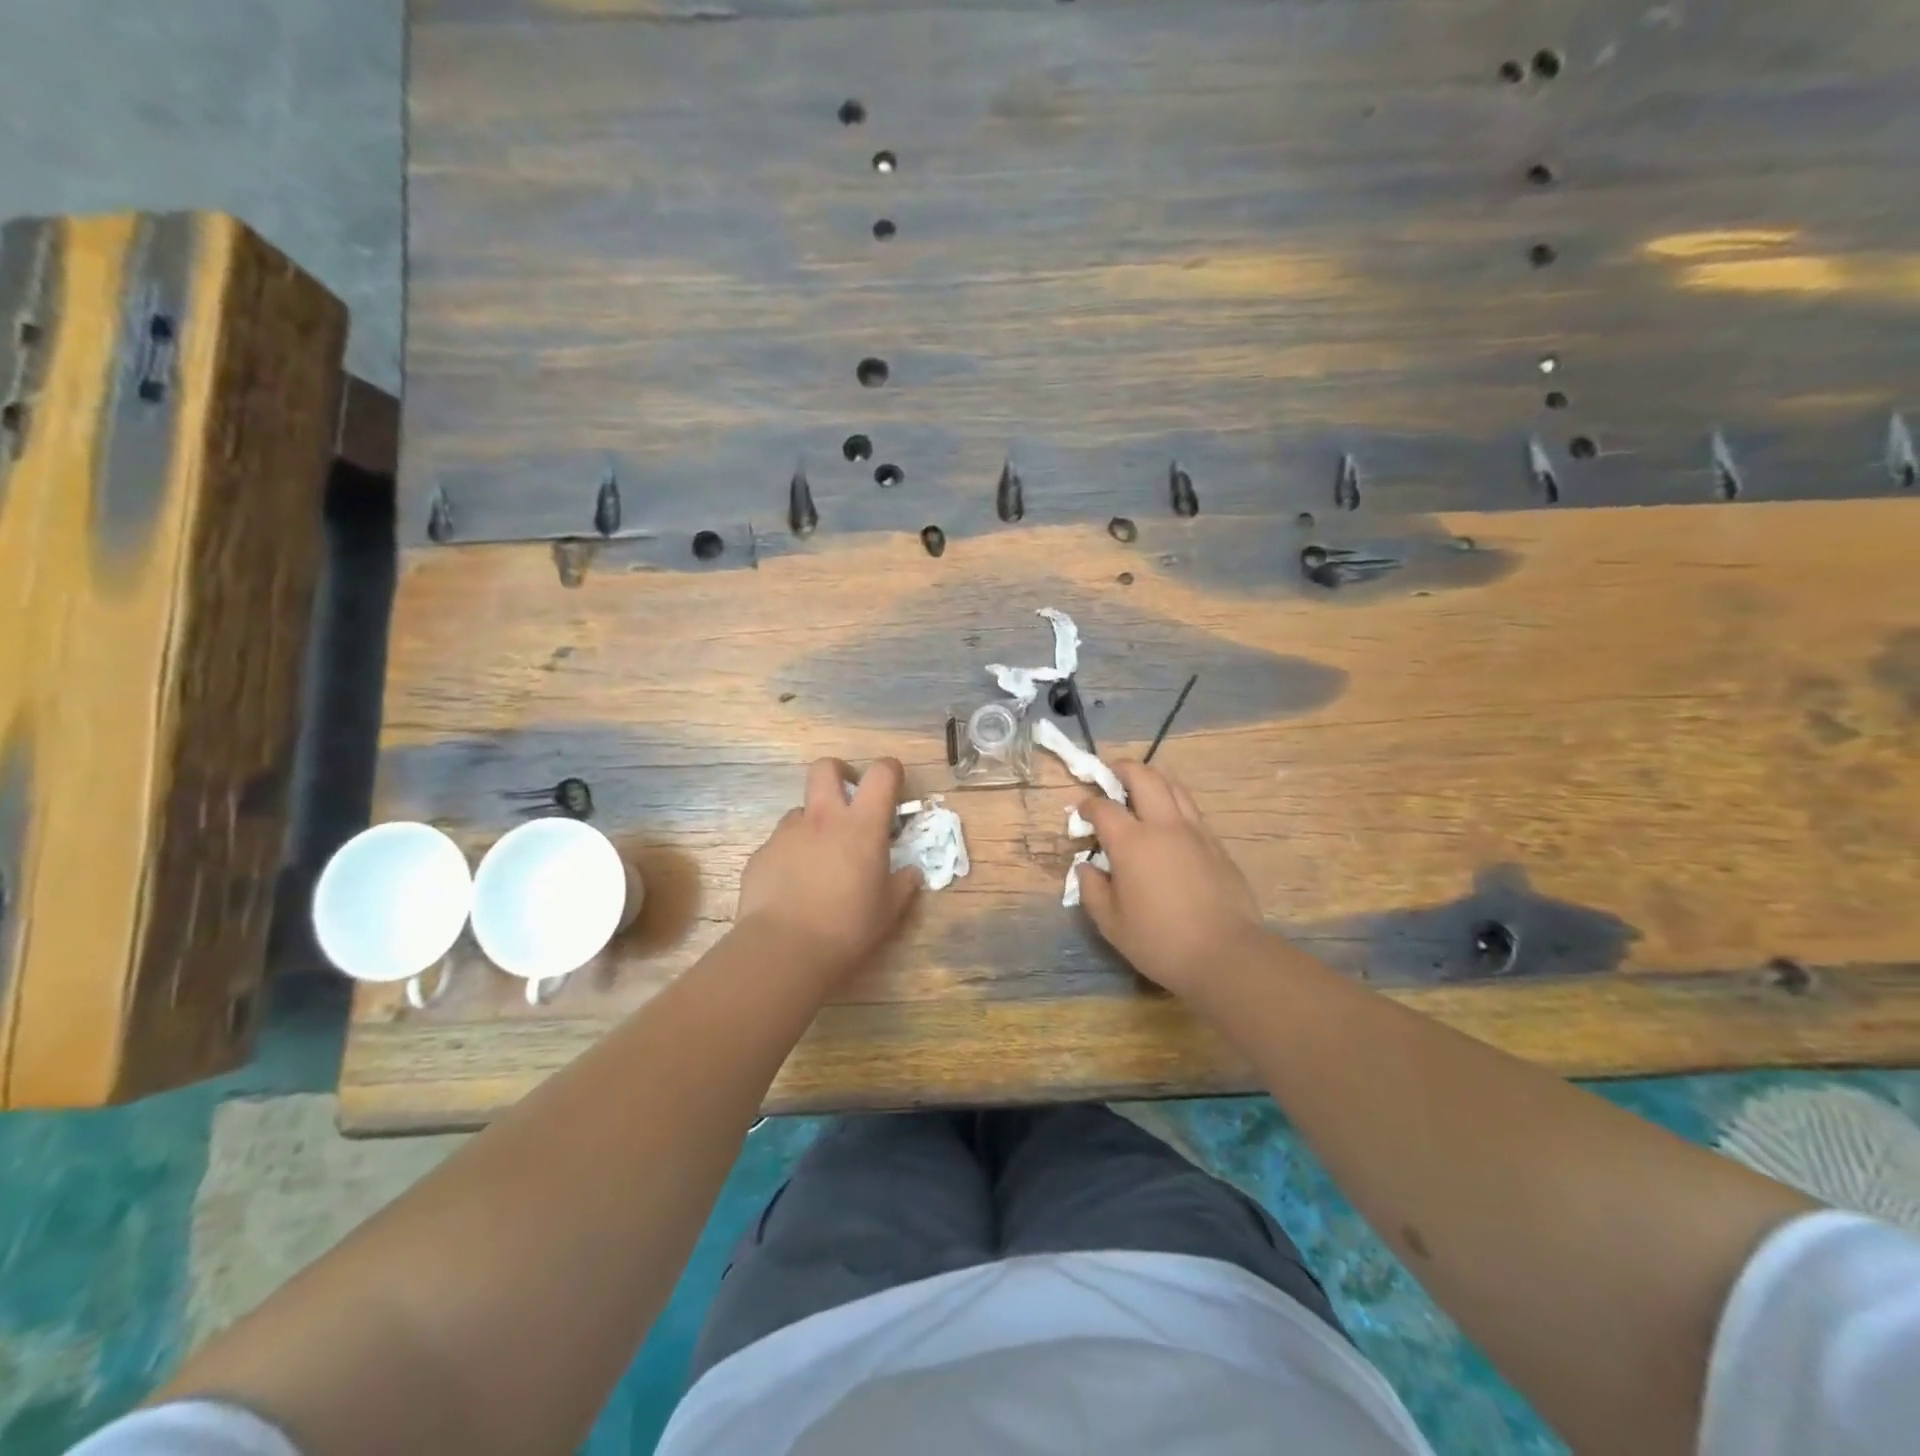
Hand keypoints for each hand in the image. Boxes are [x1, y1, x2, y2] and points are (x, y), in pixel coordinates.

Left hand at [735, 756, 920, 982]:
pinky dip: (791, 855)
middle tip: (848, 799)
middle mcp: (822, 818)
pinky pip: (780, 843)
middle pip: (826, 768)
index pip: (881, 774)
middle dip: (839, 773)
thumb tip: (911, 873)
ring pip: (800, 810)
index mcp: (861, 825)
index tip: (893, 785)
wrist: (783, 948)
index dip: (890, 770)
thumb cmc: (846, 927)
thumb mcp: (888, 910)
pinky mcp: (761, 854)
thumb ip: (903, 884)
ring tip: (819, 858)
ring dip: (813, 823)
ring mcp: (787, 833)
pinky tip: (794, 886)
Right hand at [1074, 761, 1266, 997]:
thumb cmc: (1159, 940)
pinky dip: (1174, 802)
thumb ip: (1092, 889)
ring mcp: (1195, 831)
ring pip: (1173, 785)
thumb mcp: (1111, 923)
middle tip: (1111, 773)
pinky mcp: (1216, 844)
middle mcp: (1163, 825)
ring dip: (1152, 778)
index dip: (1087, 805)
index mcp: (1131, 842)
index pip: (1103, 808)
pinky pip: (1191, 809)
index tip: (1081, 813)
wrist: (1225, 953)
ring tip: (1140, 786)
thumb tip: (1085, 868)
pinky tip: (1169, 820)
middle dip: (1123, 769)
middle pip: (1143, 777)